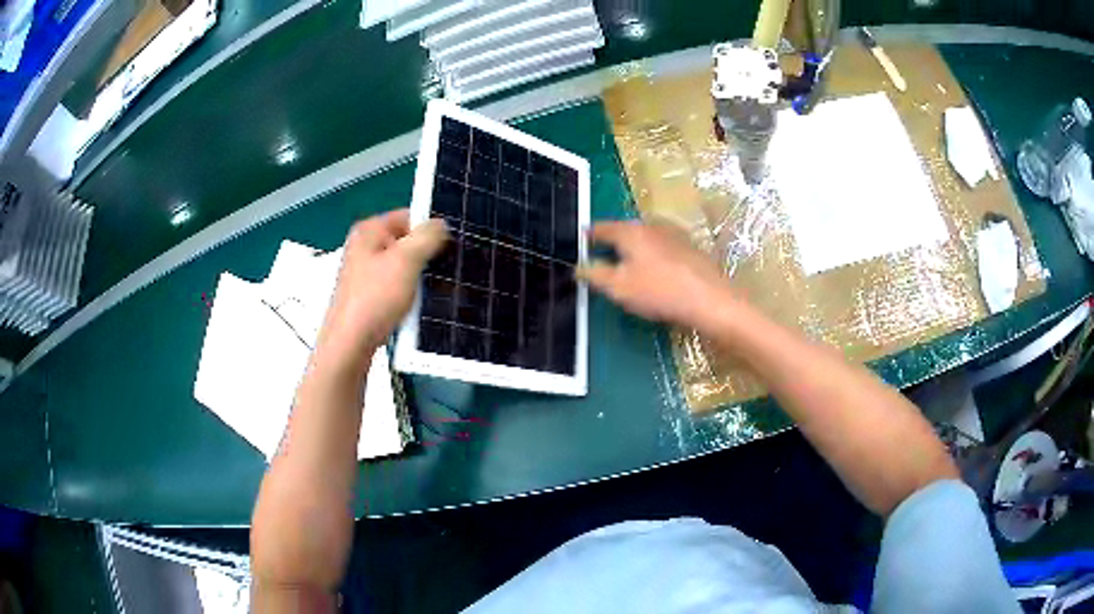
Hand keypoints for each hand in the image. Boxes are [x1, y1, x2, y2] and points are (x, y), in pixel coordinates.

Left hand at [315, 209, 446, 372]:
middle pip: (407, 241)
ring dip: (421, 276)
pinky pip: (397, 284)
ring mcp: (366, 272)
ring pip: (404, 265)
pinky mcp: (369, 295)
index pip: (409, 216)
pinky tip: (421, 304)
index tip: (452, 247)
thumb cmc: (375, 298)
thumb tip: (441, 223)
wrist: (350, 345)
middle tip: (449, 269)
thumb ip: (427, 236)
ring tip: (438, 288)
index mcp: (369, 230)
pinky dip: (410, 291)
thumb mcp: (406, 260)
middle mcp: (365, 246)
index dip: (431, 229)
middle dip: (428, 254)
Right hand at [577, 221, 735, 331]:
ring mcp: (673, 233)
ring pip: (644, 238)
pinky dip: (652, 256)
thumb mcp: (618, 287)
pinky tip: (656, 275)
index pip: (600, 227)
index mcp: (629, 230)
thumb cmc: (659, 291)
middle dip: (611, 244)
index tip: (579, 246)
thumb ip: (594, 274)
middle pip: (623, 231)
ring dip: (634, 250)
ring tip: (629, 271)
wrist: (709, 299)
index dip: (587, 237)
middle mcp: (650, 224)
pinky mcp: (689, 246)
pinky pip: (661, 247)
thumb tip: (578, 266)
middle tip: (603, 262)